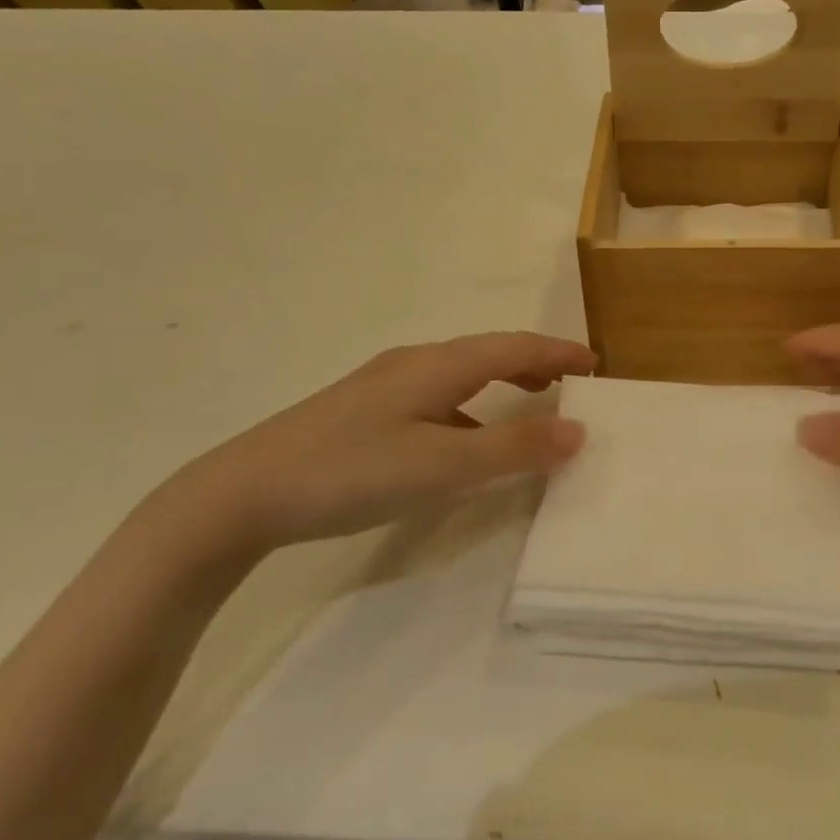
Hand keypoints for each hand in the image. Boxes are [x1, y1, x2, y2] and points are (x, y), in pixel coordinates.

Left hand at [155, 332, 594, 560]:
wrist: (242, 493)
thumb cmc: (351, 471)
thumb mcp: (442, 465)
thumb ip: (514, 449)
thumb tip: (579, 430)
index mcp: (438, 365)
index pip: (515, 346)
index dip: (559, 353)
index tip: (597, 365)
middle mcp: (414, 364)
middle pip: (489, 353)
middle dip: (535, 364)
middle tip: (572, 384)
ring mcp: (384, 386)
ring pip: (461, 375)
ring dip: (503, 384)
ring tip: (531, 406)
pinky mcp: (364, 411)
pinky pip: (438, 397)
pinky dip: (472, 409)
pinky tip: (464, 442)